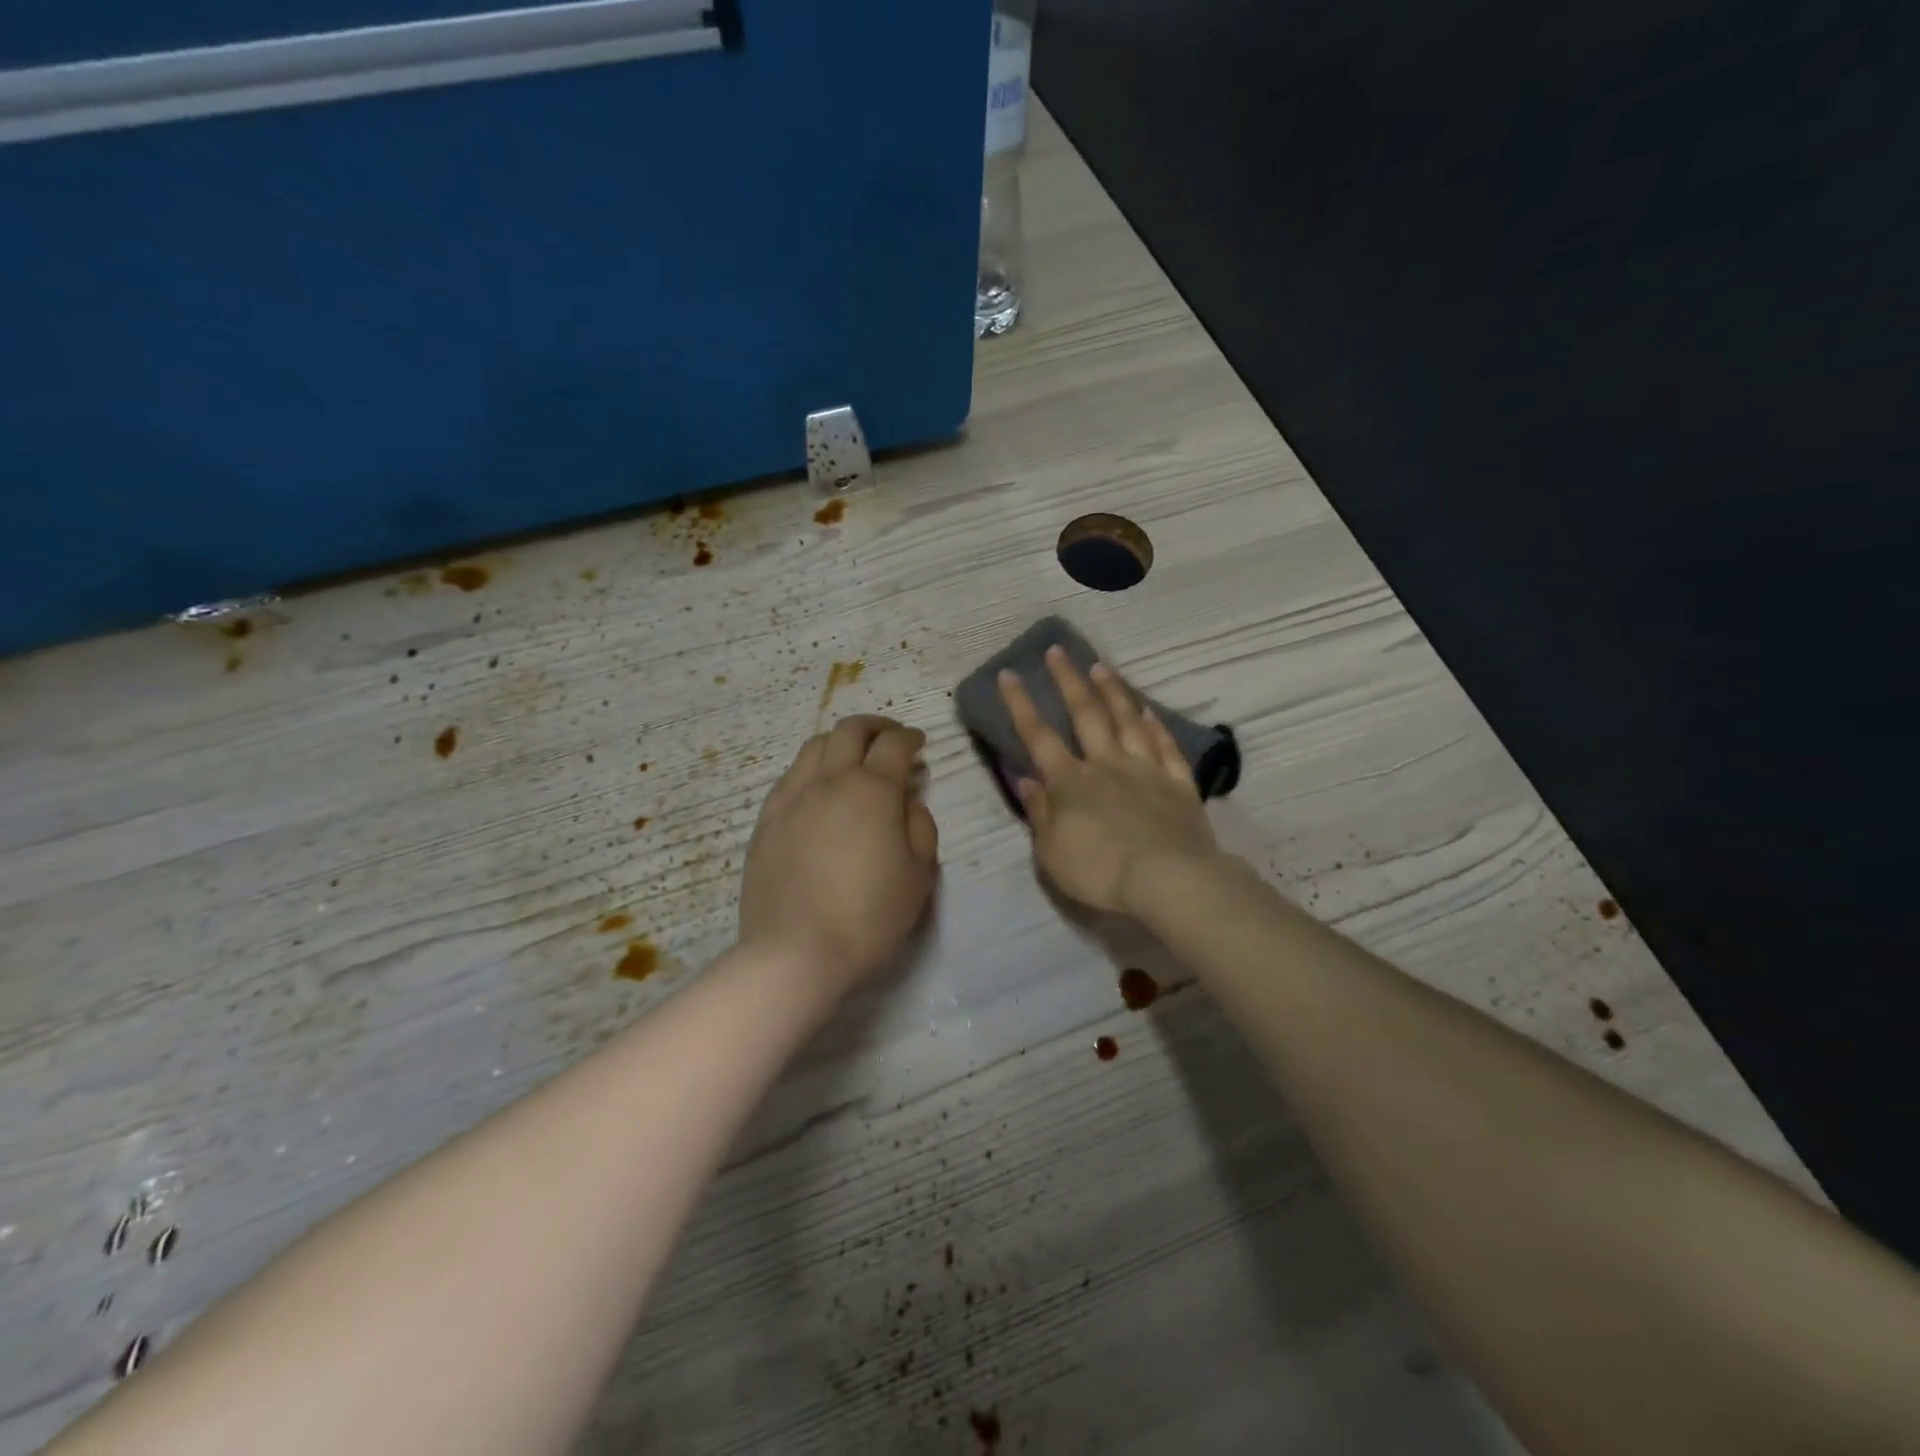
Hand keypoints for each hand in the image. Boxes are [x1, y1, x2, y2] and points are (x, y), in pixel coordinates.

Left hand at [738, 715, 939, 996]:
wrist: (797, 950)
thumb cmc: (869, 915)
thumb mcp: (919, 874)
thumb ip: (920, 827)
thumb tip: (907, 802)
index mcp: (873, 790)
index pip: (895, 744)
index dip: (911, 738)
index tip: (920, 745)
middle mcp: (830, 780)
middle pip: (850, 730)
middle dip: (875, 726)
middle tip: (889, 737)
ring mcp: (792, 797)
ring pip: (815, 746)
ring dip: (840, 742)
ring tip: (852, 758)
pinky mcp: (767, 820)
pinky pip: (790, 776)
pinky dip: (811, 768)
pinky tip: (818, 789)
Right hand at [999, 648, 1221, 915]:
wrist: (1168, 879)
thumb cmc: (1100, 871)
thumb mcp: (1052, 851)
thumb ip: (1039, 812)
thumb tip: (1024, 779)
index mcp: (1070, 782)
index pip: (1039, 735)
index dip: (1021, 704)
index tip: (1009, 673)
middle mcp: (1106, 764)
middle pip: (1086, 714)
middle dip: (1068, 680)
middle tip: (1057, 650)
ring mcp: (1145, 770)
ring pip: (1127, 720)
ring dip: (1112, 691)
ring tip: (1101, 666)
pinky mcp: (1178, 783)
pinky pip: (1165, 746)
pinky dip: (1156, 725)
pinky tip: (1148, 710)